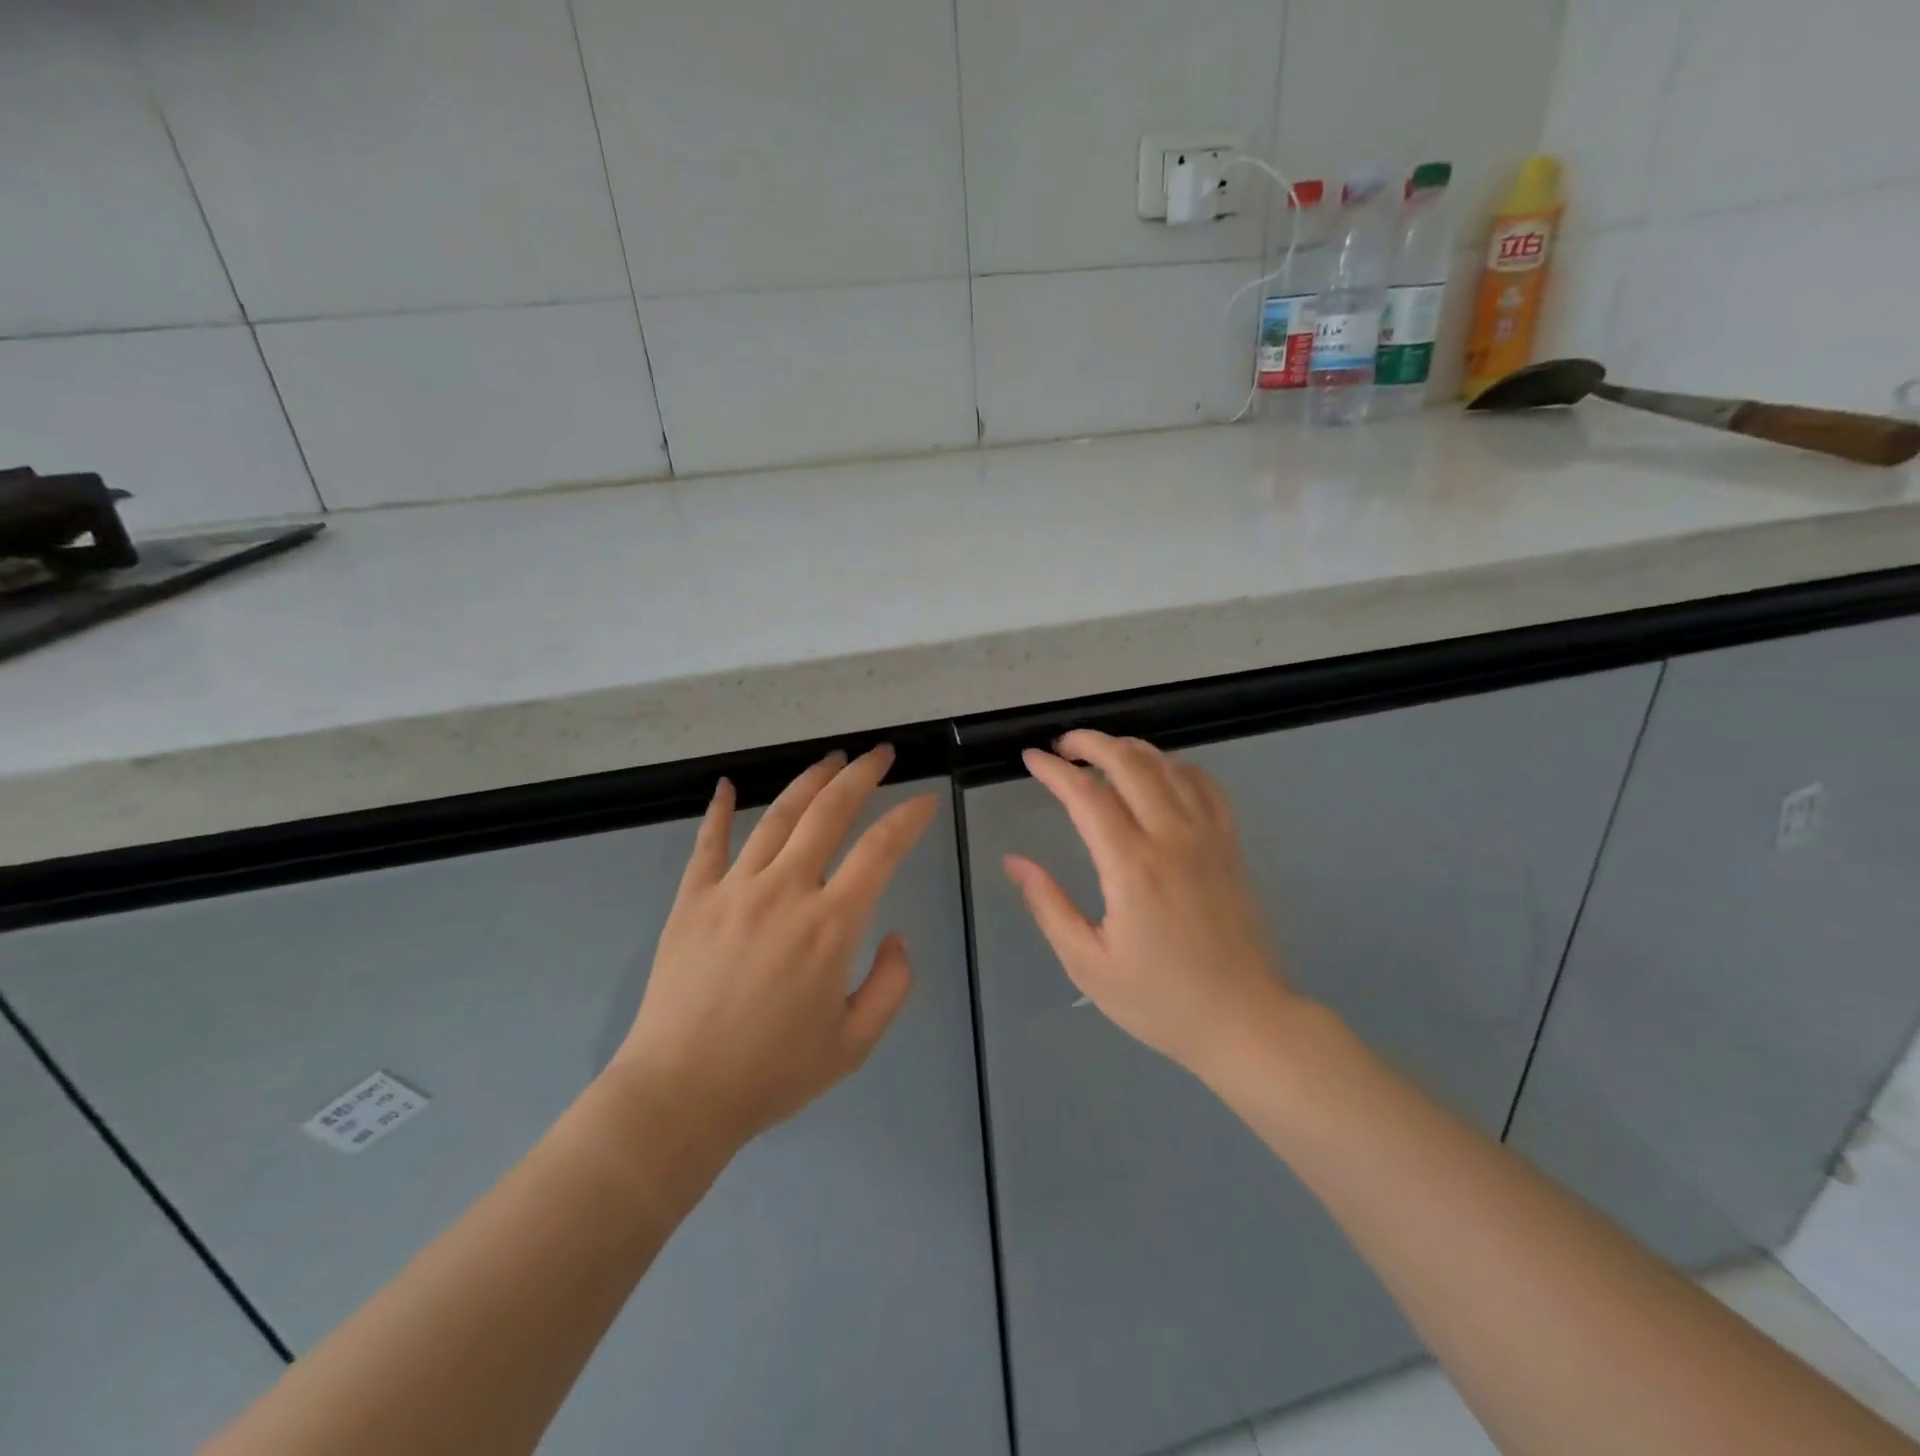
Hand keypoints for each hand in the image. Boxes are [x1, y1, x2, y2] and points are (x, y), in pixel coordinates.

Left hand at [610, 745, 936, 1150]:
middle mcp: (785, 890)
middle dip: (862, 775)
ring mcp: (734, 889)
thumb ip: (892, 984)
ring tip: (831, 759)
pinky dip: (720, 810)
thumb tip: (897, 937)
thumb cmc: (773, 1072)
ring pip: (778, 816)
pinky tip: (728, 786)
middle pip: (830, 812)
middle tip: (881, 754)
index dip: (909, 817)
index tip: (926, 799)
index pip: (880, 849)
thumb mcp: (855, 1042)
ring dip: (809, 781)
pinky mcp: (692, 899)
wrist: (680, 1094)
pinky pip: (709, 843)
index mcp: (831, 924)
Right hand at [1004, 730, 1296, 1076]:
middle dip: (1090, 742)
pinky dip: (1175, 766)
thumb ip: (1049, 905)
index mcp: (1132, 867)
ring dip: (1129, 748)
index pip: (1087, 795)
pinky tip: (1158, 774)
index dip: (1053, 771)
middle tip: (1061, 747)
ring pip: (1168, 765)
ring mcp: (1208, 836)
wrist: (1244, 1020)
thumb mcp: (1088, 964)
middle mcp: (1172, 838)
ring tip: (1100, 754)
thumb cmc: (1159, 1000)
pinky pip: (1205, 784)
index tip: (1030, 760)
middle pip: (1130, 761)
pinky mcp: (1230, 844)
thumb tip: (1015, 862)